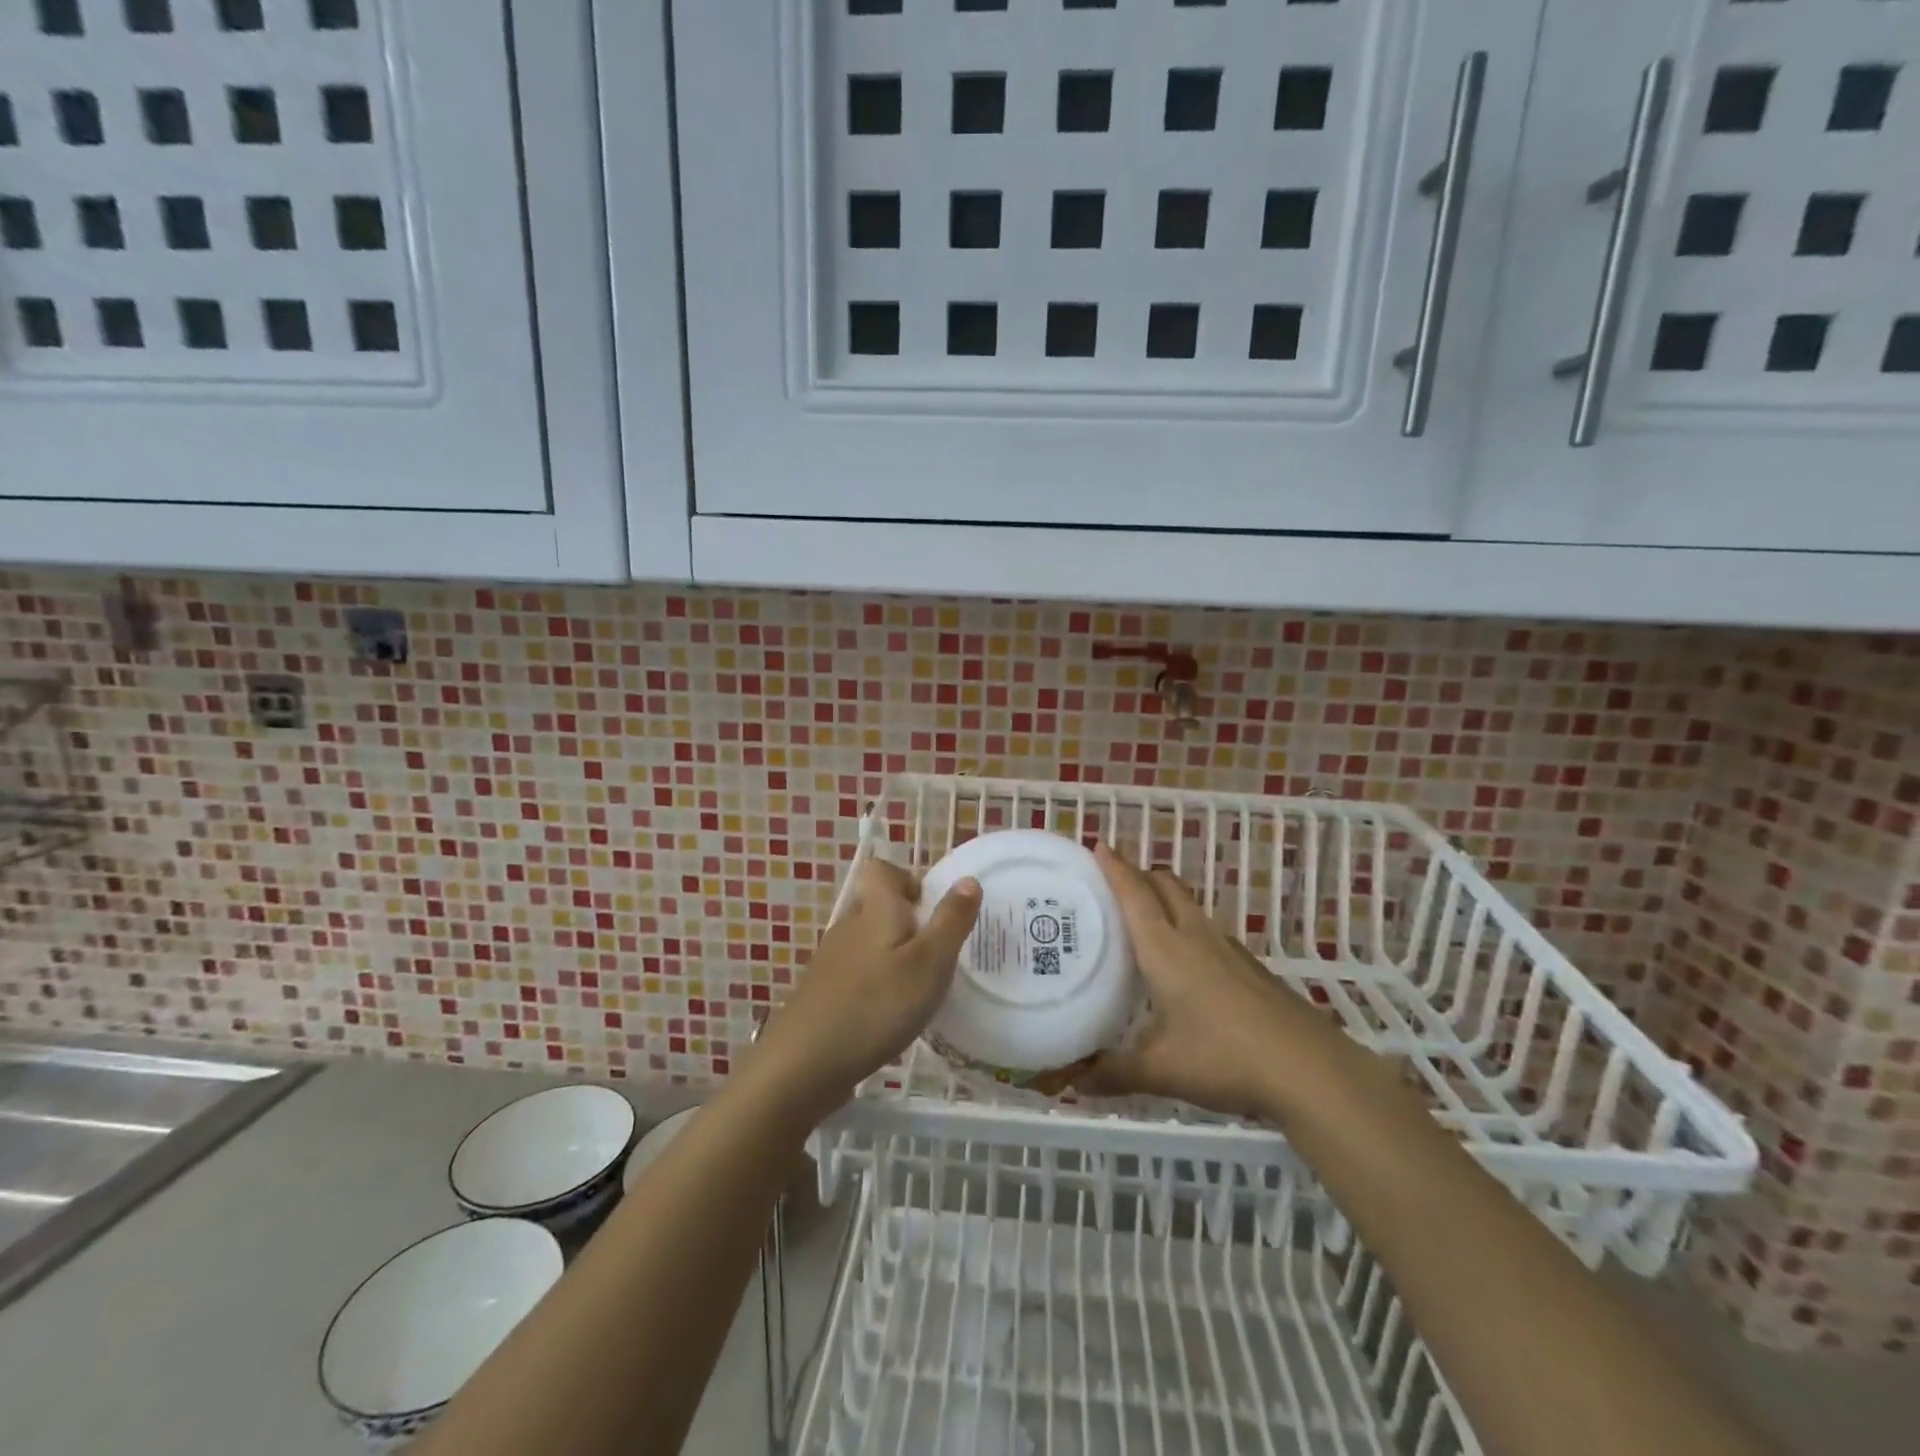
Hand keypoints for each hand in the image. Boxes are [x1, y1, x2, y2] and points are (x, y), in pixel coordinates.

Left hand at [749, 858, 980, 1113]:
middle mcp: (849, 926)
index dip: (907, 880)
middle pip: (877, 906)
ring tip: (920, 989)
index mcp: (874, 910)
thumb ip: (950, 921)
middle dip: (908, 923)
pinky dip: (877, 985)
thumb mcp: (929, 963)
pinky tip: (890, 1017)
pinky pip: (858, 973)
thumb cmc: (875, 1006)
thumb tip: (968, 879)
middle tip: (937, 955)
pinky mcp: (823, 993)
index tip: (932, 911)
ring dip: (894, 956)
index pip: (881, 870)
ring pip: (869, 942)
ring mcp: (831, 961)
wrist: (802, 1064)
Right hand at [1073, 845, 1347, 1119]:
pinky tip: (1186, 963)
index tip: (1098, 844)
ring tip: (1143, 917)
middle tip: (1113, 882)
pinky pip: (1208, 931)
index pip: (1134, 894)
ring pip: (1189, 906)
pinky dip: (1187, 927)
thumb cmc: (1224, 1059)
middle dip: (1139, 874)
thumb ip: (1113, 1073)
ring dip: (1164, 898)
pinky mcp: (1251, 967)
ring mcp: (1228, 950)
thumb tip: (1072, 1083)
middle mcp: (1195, 937)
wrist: (1309, 1071)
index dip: (1114, 867)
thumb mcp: (1161, 1070)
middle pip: (1165, 886)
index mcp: (1165, 949)